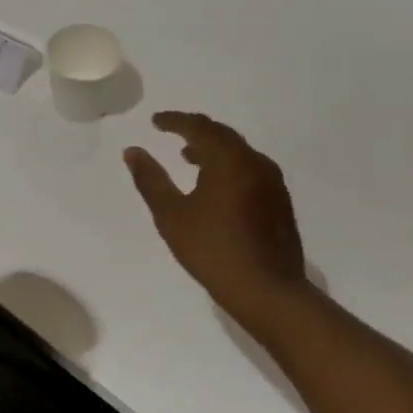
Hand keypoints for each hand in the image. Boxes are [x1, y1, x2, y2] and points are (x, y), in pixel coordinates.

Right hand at [124, 112, 311, 331]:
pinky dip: (228, 165)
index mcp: (229, 160)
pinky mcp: (280, 202)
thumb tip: (132, 151)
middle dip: (195, 130)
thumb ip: (151, 180)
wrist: (269, 291)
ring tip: (189, 158)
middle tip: (171, 133)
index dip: (174, 120)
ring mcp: (272, 183)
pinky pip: (249, 168)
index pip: (199, 127)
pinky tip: (215, 186)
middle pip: (222, 135)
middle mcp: (255, 163)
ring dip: (212, 149)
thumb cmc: (213, 250)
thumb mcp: (171, 215)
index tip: (155, 121)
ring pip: (238, 152)